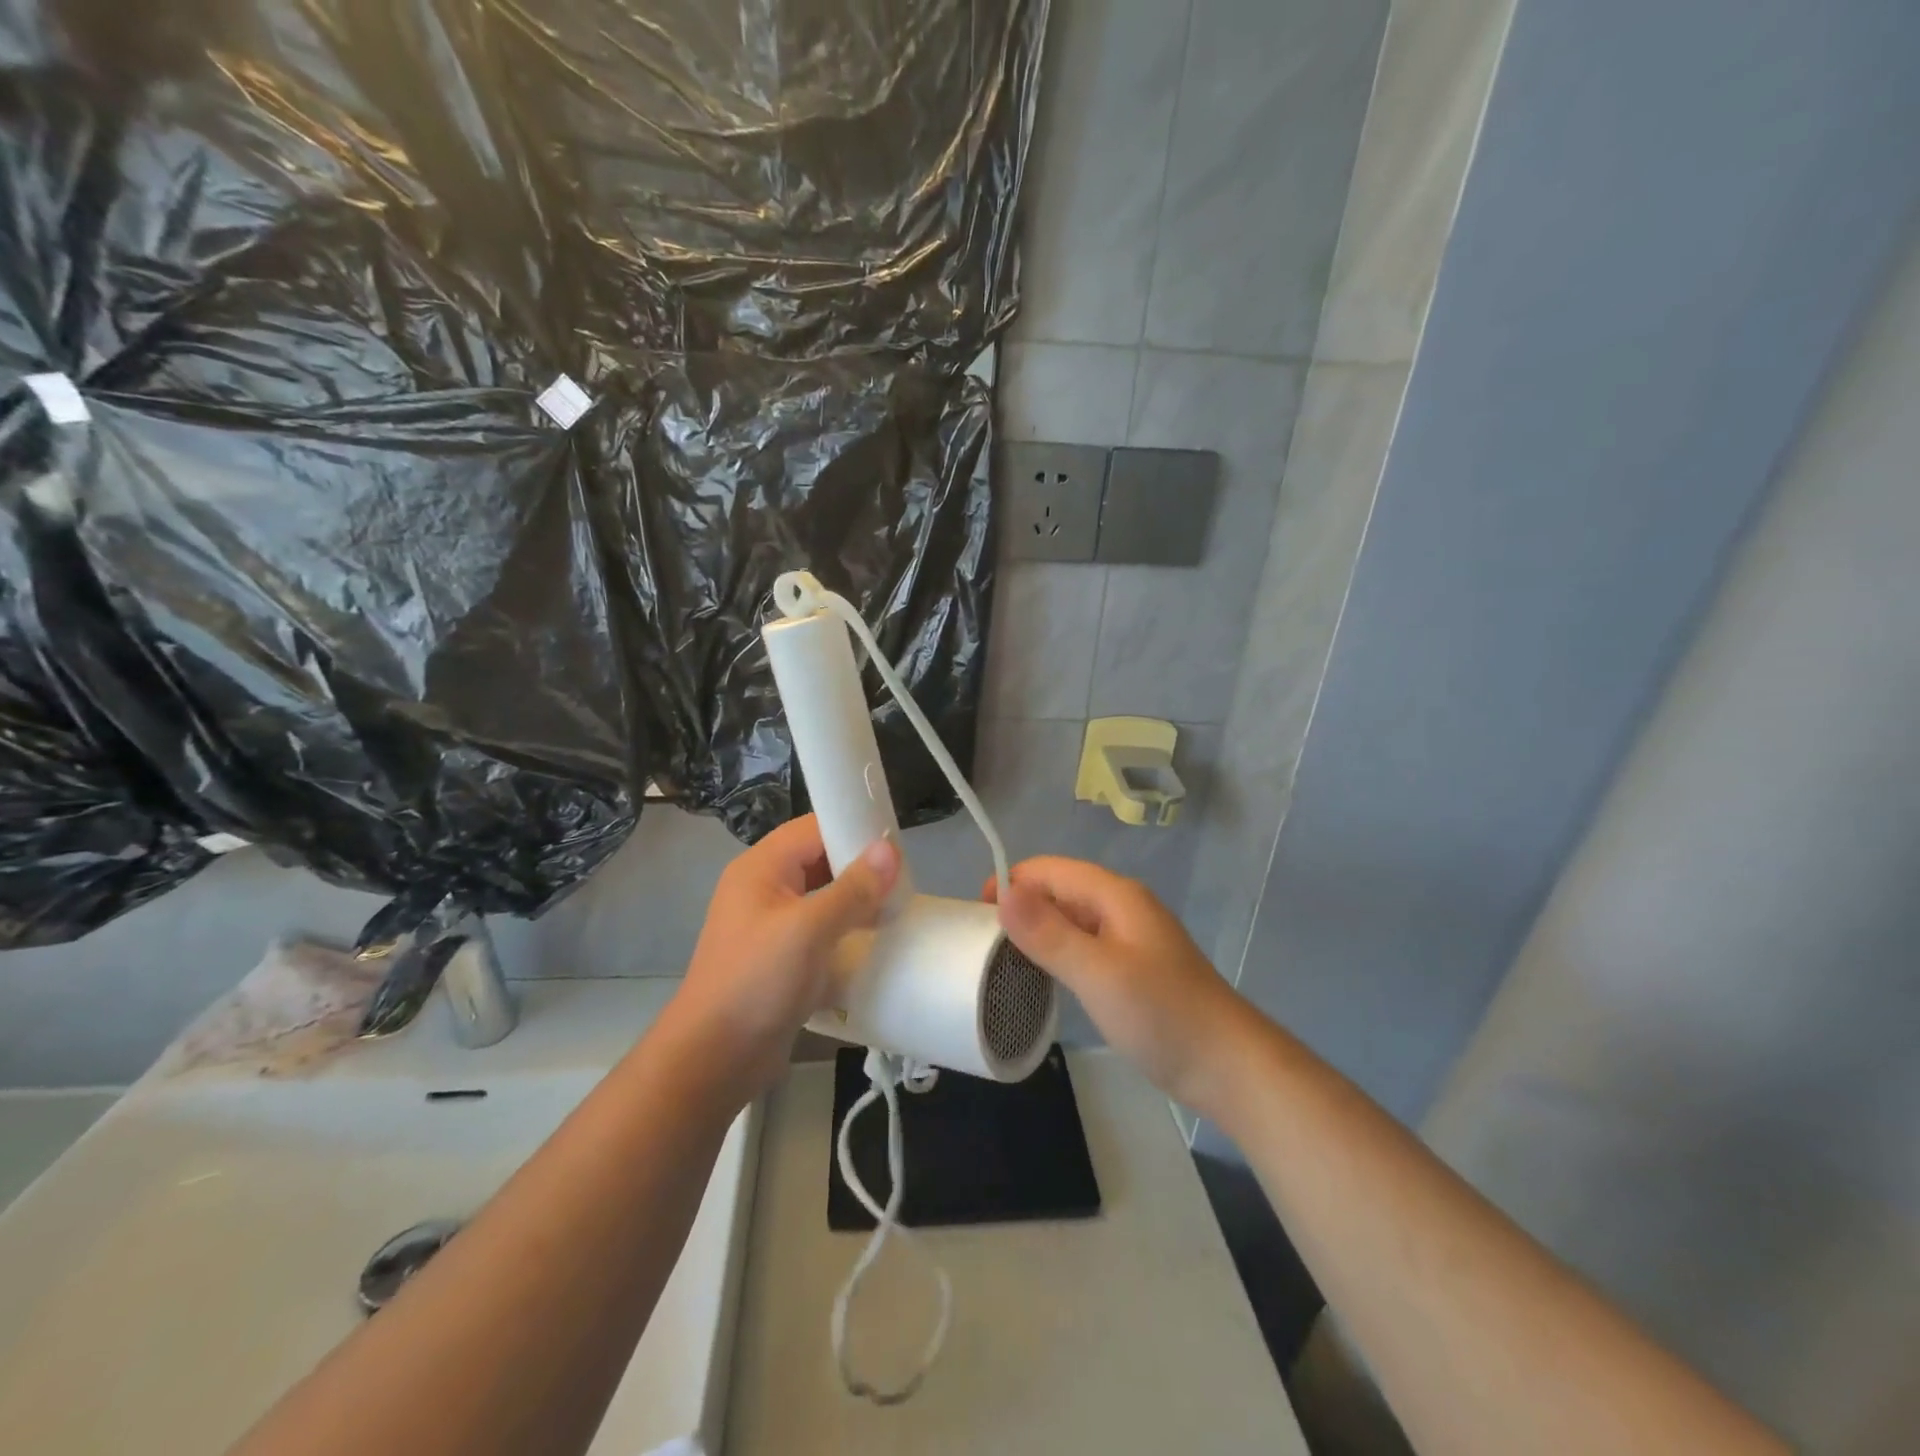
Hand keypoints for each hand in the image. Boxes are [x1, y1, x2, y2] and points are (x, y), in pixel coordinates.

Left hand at [666, 815, 899, 1098]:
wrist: (713, 1060)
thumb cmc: (757, 982)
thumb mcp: (809, 930)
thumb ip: (852, 888)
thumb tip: (890, 849)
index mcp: (761, 868)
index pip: (813, 828)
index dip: (853, 829)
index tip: (897, 847)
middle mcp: (764, 888)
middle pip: (819, 860)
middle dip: (860, 868)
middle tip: (903, 882)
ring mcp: (770, 925)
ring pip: (822, 896)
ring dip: (856, 901)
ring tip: (896, 910)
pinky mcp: (780, 957)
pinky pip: (819, 930)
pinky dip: (845, 931)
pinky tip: (874, 942)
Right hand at [986, 857, 1251, 1112]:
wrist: (1229, 1067)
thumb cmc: (1162, 1015)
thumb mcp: (1098, 973)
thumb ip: (1049, 933)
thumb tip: (1003, 891)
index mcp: (1114, 895)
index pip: (1048, 870)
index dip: (1010, 883)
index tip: (974, 917)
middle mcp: (1121, 907)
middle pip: (1059, 891)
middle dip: (1020, 908)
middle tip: (982, 946)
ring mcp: (1129, 938)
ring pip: (1071, 920)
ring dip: (1037, 932)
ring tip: (1003, 962)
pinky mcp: (1132, 968)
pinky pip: (1084, 946)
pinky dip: (1058, 953)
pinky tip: (1043, 979)